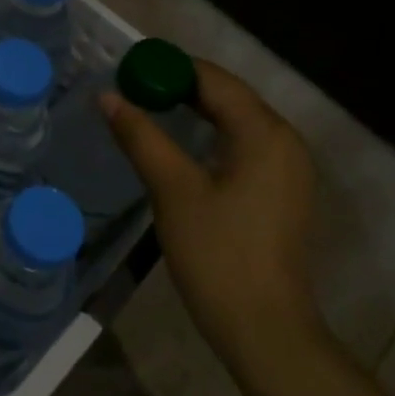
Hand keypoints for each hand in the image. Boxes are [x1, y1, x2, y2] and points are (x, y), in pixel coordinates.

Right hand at [103, 57, 321, 362]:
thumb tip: (108, 96)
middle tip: (130, 87)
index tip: (128, 68)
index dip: (169, 67)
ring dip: (193, 110)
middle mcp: (284, 141)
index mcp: (264, 132)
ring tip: (146, 108)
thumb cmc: (217, 253)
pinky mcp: (280, 191)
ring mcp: (286, 168)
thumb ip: (140, 136)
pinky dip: (209, 134)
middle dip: (179, 86)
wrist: (263, 328)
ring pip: (235, 120)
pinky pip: (241, 144)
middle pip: (227, 96)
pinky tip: (178, 144)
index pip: (213, 79)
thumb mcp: (172, 188)